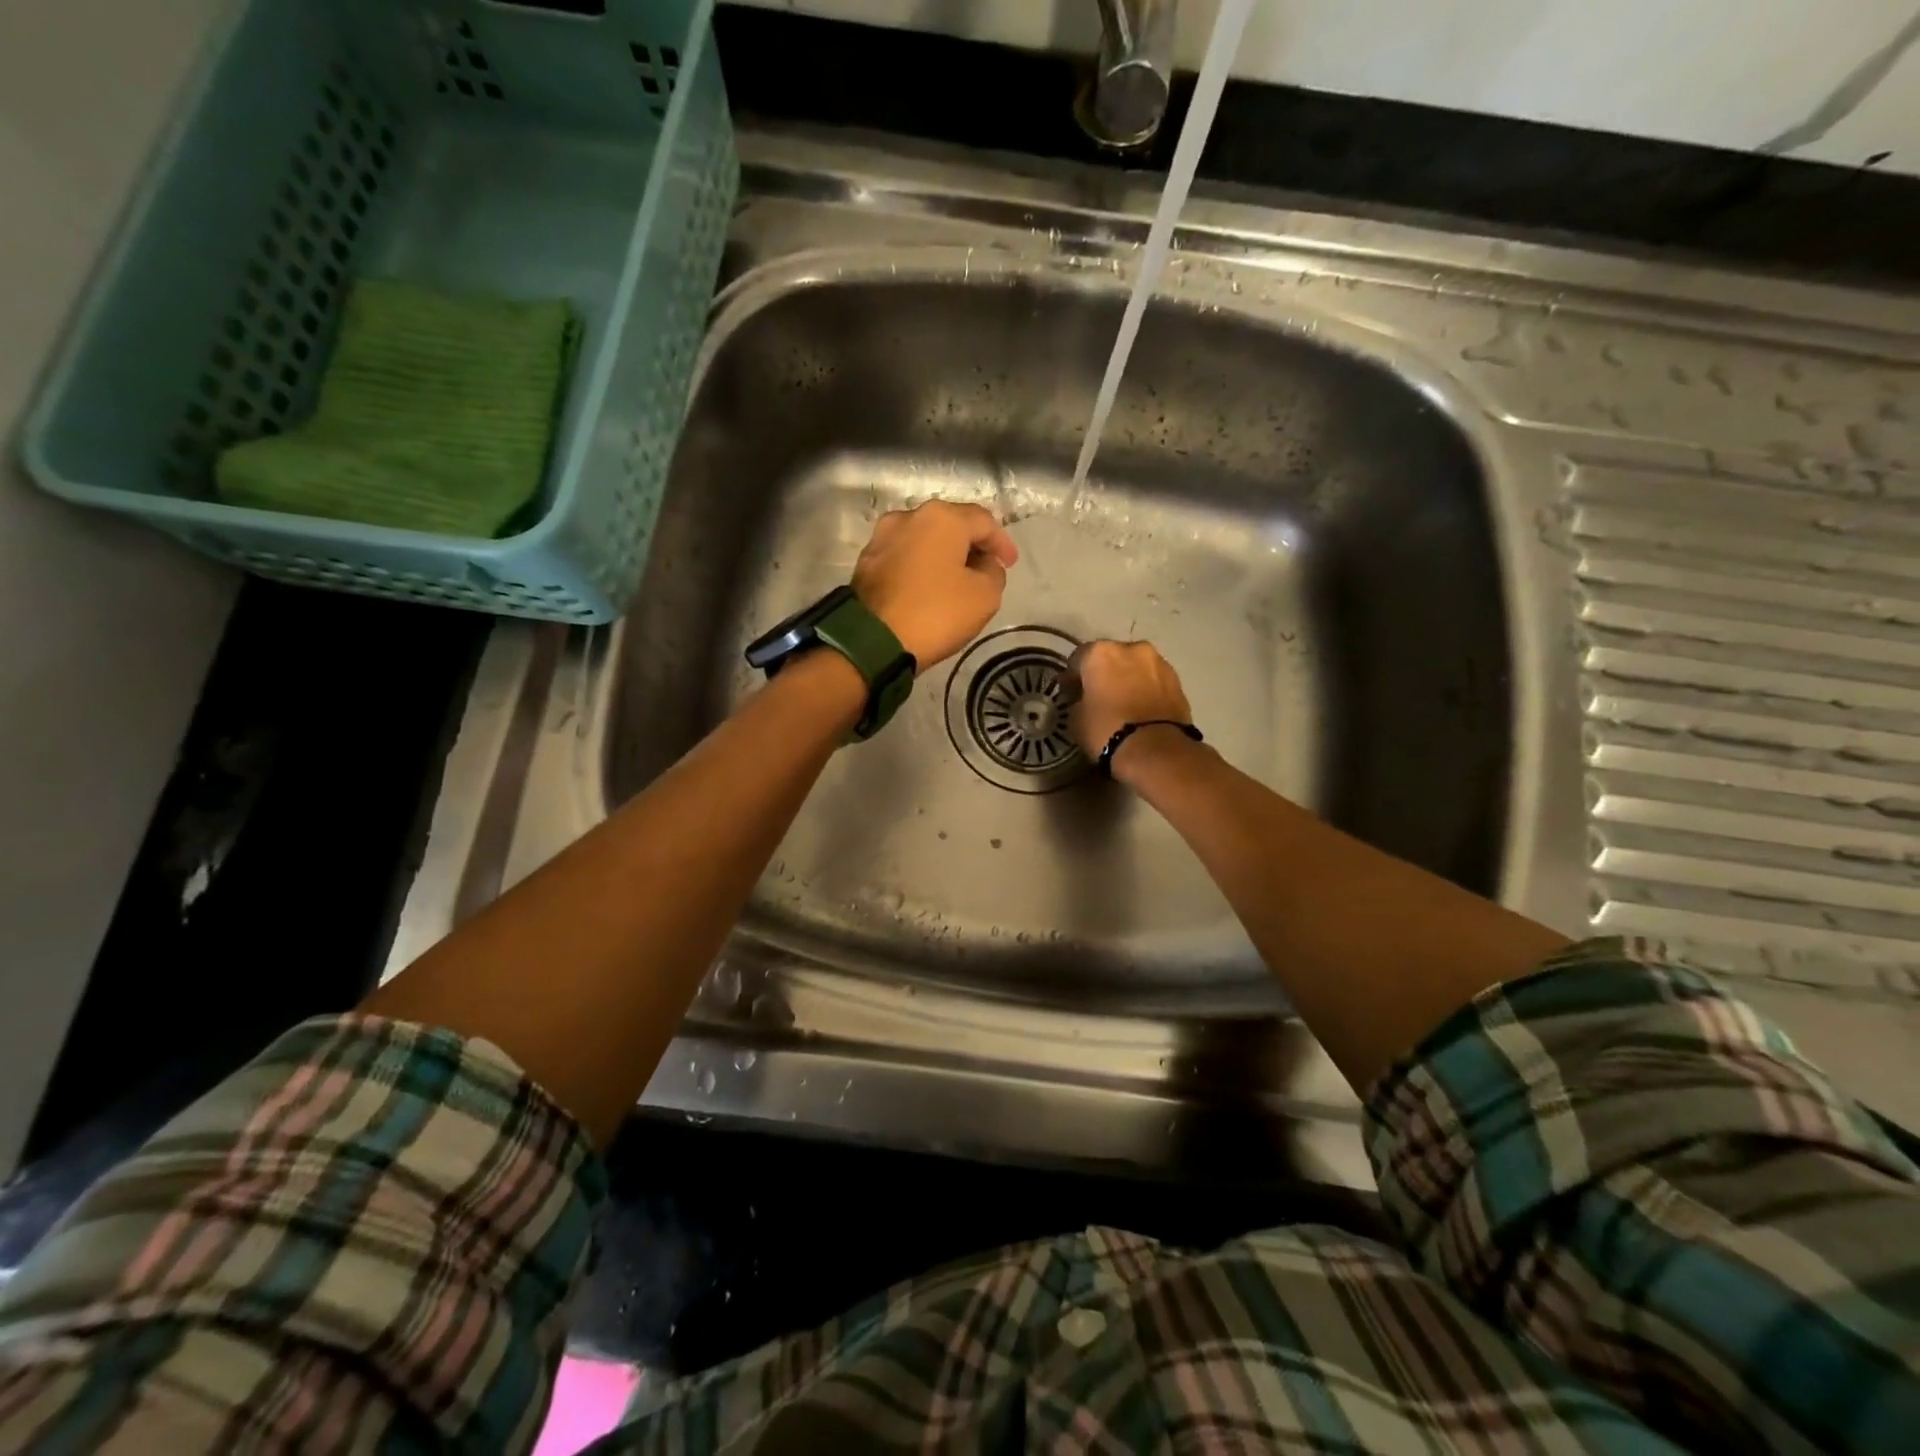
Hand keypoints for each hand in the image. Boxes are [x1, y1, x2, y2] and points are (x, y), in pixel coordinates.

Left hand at [853, 500, 1018, 667]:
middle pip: (951, 526)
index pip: (984, 522)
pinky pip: (904, 558)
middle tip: (986, 569)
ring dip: (944, 556)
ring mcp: (882, 538)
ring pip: (924, 541)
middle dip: (971, 546)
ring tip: (956, 580)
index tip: (1010, 564)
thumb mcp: (985, 597)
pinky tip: (928, 588)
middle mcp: (908, 517)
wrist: (871, 642)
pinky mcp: (866, 562)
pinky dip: (921, 568)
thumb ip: (993, 573)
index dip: (1002, 543)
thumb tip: (983, 565)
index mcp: (941, 518)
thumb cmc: (935, 613)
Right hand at [1064, 640, 1193, 770]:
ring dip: (1127, 679)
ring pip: (1136, 667)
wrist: (1155, 750)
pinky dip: (1145, 690)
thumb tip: (1083, 699)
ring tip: (1122, 703)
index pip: (1078, 659)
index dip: (1072, 677)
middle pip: (1111, 658)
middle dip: (1104, 673)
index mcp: (1101, 652)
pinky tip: (1140, 708)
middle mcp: (1132, 648)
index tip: (1070, 693)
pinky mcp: (1178, 681)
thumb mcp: (1076, 718)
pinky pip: (1153, 681)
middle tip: (1098, 696)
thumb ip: (1078, 700)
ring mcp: (1159, 662)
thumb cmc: (1106, 730)